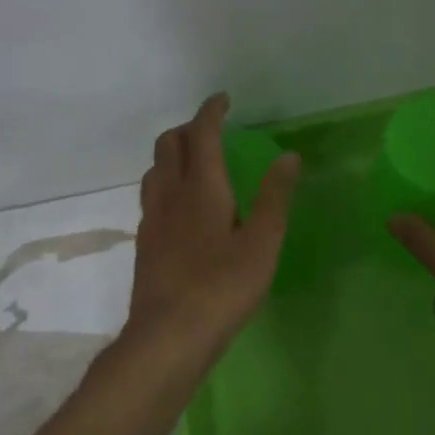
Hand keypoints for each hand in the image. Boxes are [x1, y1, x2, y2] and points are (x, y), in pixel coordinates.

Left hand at [126, 93, 300, 368]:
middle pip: (169, 144)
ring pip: (155, 169)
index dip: (211, 112)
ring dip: (174, 154)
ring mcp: (152, 218)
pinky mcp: (145, 242)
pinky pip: (152, 195)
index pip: (202, 134)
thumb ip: (275, 197)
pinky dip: (167, 182)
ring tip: (196, 163)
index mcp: (201, 188)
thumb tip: (288, 156)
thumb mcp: (262, 243)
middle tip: (213, 131)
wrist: (168, 335)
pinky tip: (182, 206)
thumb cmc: (223, 287)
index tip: (223, 100)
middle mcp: (170, 194)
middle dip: (190, 129)